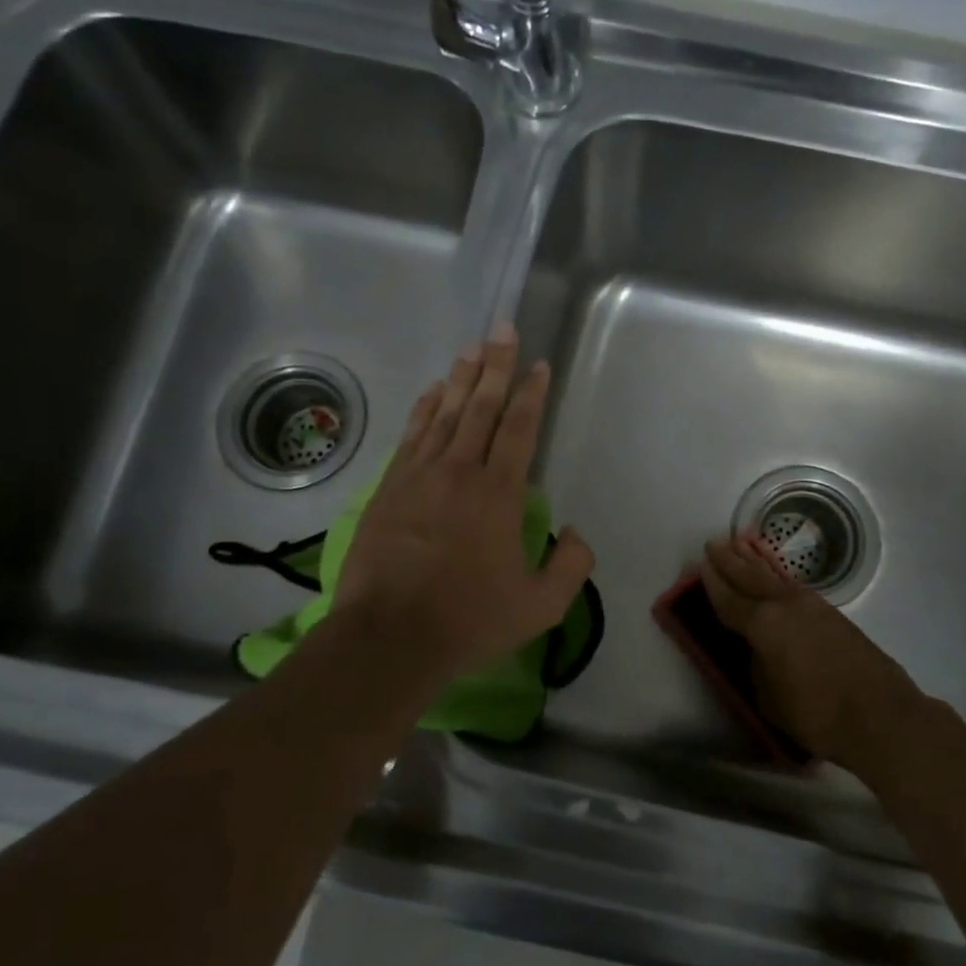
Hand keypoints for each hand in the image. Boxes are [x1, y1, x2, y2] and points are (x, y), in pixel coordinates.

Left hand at [334, 326, 593, 686]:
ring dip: (461, 378)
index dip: (532, 393)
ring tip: (473, 348)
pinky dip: (424, 408)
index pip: (520, 428)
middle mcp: (460, 471)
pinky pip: (412, 435)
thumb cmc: (469, 620)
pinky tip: (432, 391)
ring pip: (445, 413)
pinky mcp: (389, 488)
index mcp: (499, 493)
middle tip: (503, 329)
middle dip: (497, 365)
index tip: (539, 364)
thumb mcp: (541, 606)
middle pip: (481, 407)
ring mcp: (419, 476)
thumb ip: (571, 566)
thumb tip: (576, 534)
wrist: (389, 636)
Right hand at [700, 533, 921, 768]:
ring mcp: (812, 607)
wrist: (881, 716)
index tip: (700, 565)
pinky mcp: (832, 615)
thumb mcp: (769, 699)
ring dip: (756, 559)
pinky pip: (794, 585)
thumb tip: (758, 652)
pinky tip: (777, 574)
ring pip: (776, 576)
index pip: (729, 599)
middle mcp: (785, 606)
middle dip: (730, 560)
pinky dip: (779, 574)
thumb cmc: (817, 715)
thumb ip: (757, 668)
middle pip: (751, 577)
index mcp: (763, 625)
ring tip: (741, 542)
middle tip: (714, 543)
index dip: (712, 583)